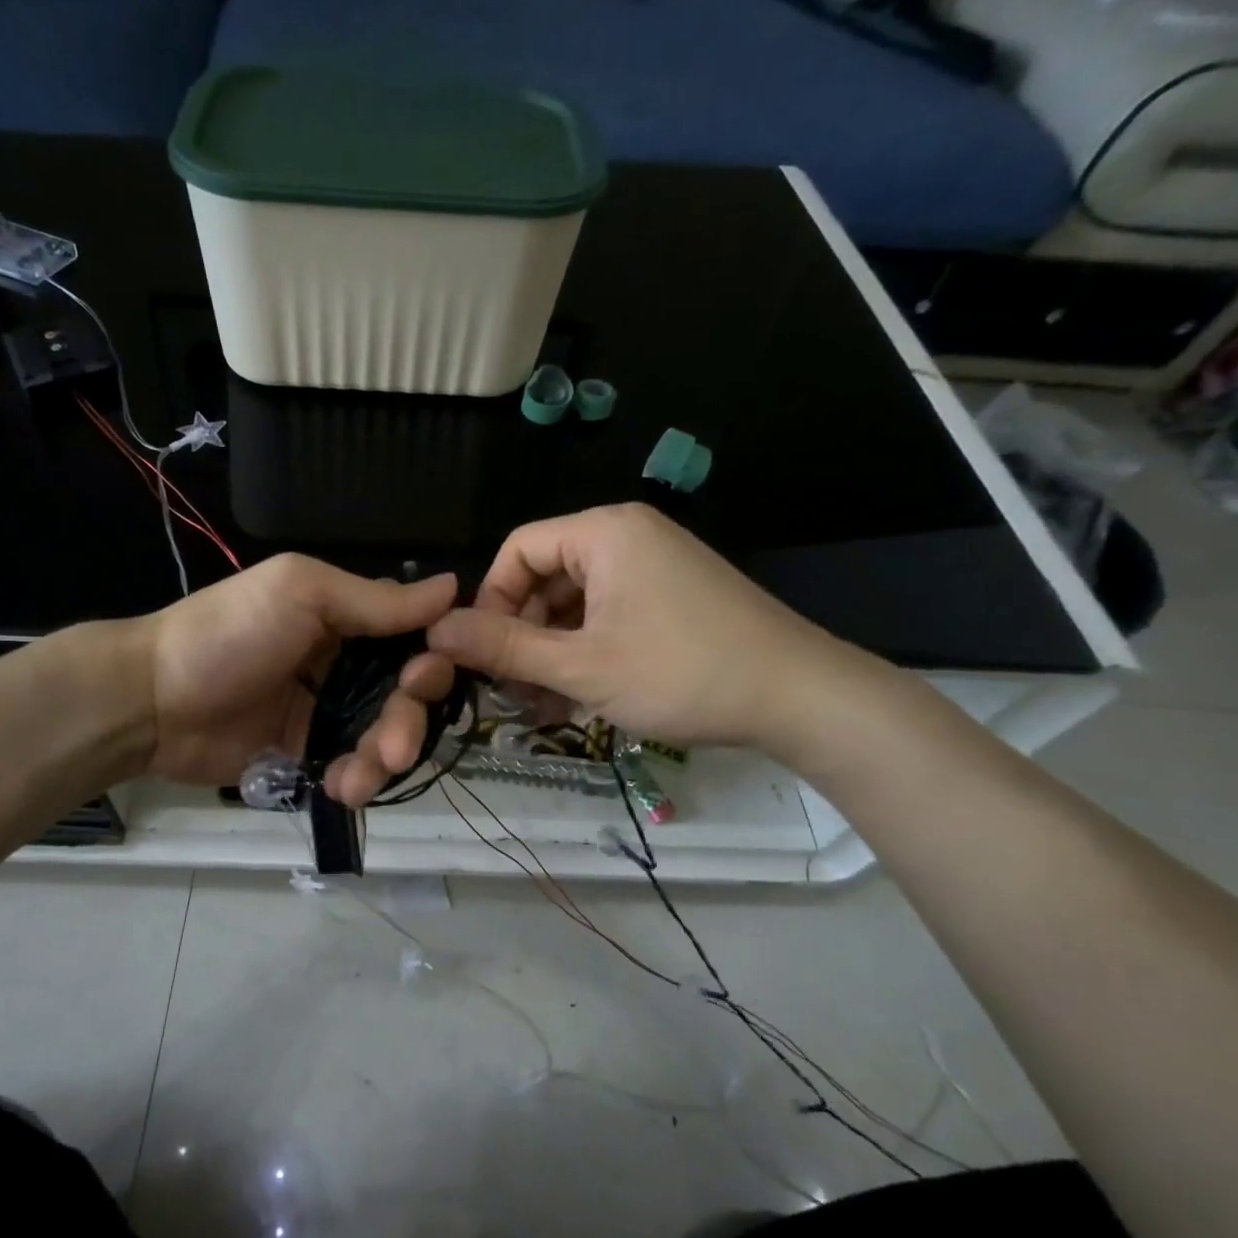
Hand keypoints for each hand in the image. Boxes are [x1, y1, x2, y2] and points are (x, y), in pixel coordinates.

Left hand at [133, 555, 457, 804]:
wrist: (153, 700)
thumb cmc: (230, 632)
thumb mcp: (302, 593)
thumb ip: (376, 600)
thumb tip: (455, 587)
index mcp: (346, 617)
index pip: (413, 636)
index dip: (432, 659)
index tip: (430, 678)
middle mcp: (343, 663)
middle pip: (404, 695)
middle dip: (409, 721)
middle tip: (396, 744)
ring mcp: (324, 711)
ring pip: (382, 737)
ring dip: (385, 759)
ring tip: (365, 775)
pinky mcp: (305, 753)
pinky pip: (349, 769)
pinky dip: (356, 781)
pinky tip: (343, 788)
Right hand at [427, 504, 861, 755]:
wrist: (801, 697)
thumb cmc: (682, 673)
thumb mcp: (581, 666)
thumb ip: (504, 647)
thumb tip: (436, 632)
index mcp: (603, 533)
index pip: (516, 550)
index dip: (489, 602)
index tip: (483, 656)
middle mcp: (627, 536)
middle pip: (544, 576)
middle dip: (522, 635)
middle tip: (514, 692)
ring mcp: (654, 565)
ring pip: (575, 601)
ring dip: (551, 651)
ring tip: (546, 705)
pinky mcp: (671, 595)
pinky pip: (607, 613)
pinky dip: (586, 650)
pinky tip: (581, 695)